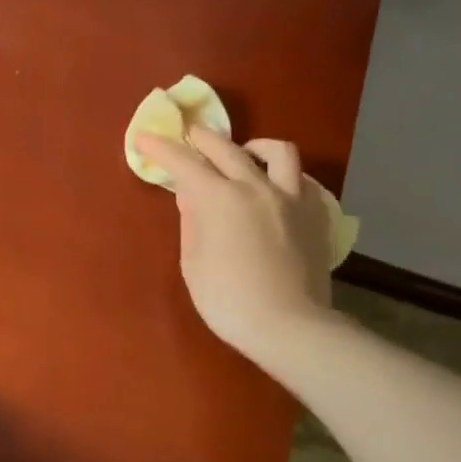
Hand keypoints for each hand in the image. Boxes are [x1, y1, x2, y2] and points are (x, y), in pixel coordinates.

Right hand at [136, 127, 337, 364]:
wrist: (290, 326)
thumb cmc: (228, 300)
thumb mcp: (193, 262)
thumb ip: (192, 221)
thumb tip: (190, 195)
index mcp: (219, 199)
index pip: (183, 162)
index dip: (160, 148)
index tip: (145, 139)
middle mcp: (256, 187)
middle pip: (225, 147)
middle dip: (200, 136)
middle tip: (187, 135)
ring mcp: (291, 198)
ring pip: (277, 151)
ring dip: (253, 147)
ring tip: (243, 155)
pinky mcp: (316, 215)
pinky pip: (303, 180)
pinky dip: (286, 176)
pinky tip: (277, 188)